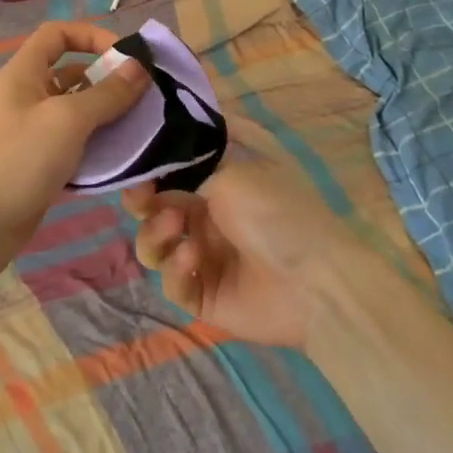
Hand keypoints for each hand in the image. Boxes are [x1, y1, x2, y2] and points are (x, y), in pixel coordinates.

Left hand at [0, 21, 148, 283]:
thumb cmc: (19, 159)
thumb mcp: (67, 120)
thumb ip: (107, 93)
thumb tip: (139, 66)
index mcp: (25, 73)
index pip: (58, 34)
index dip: (92, 36)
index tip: (127, 57)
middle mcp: (28, 95)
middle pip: (73, 73)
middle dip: (110, 81)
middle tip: (147, 98)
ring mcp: (33, 130)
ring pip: (78, 112)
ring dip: (109, 116)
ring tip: (144, 128)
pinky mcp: (40, 162)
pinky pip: (75, 144)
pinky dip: (98, 147)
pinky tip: (124, 159)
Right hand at [125, 157, 355, 347]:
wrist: (317, 282)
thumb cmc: (278, 212)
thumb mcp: (236, 169)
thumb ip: (189, 163)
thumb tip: (161, 157)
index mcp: (220, 183)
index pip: (170, 173)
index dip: (149, 170)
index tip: (136, 168)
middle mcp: (209, 217)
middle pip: (156, 209)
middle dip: (143, 202)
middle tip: (142, 200)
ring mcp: (205, 257)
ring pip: (156, 246)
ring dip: (156, 233)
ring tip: (176, 228)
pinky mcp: (203, 295)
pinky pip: (172, 282)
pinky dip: (175, 268)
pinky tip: (194, 259)